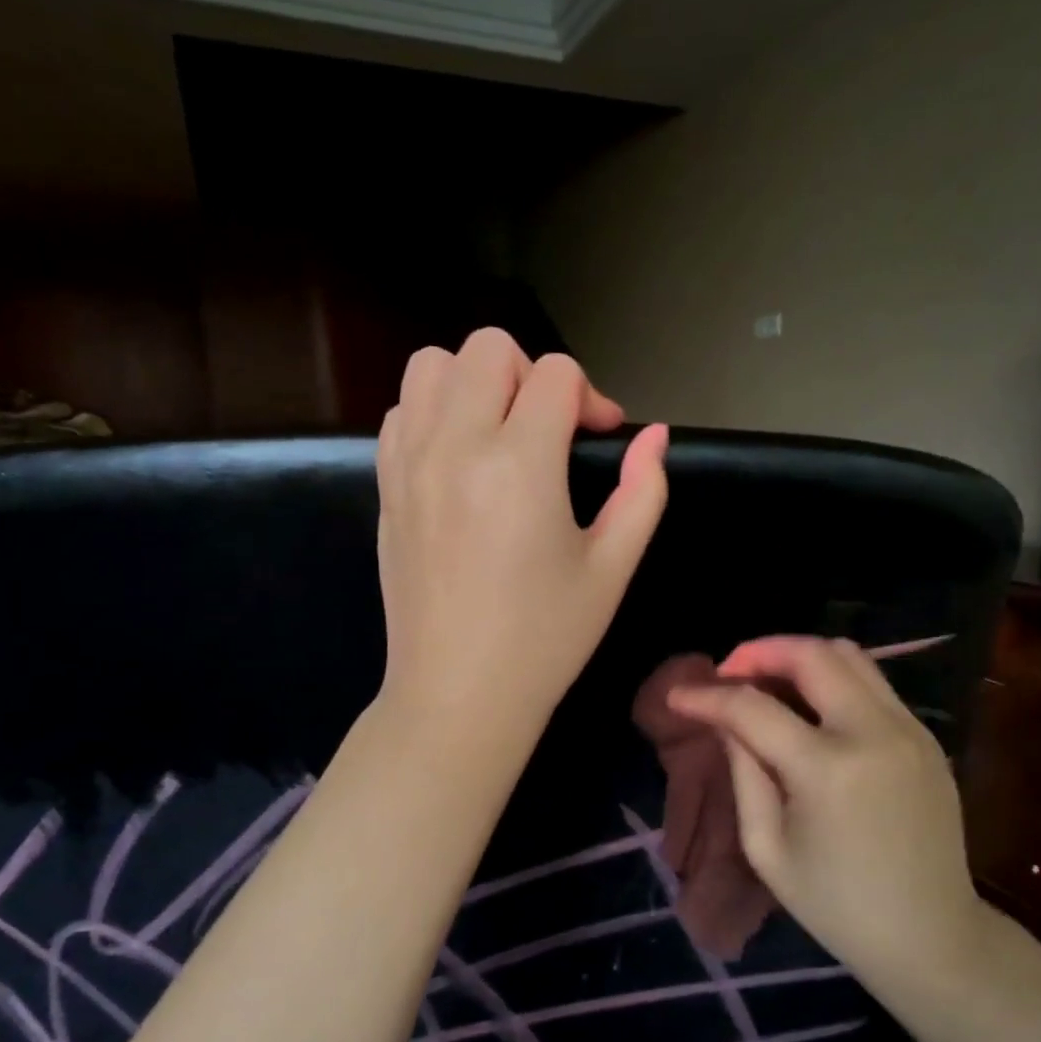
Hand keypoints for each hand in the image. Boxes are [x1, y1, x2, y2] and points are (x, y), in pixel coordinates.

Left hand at [376, 327, 668, 742]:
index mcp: (520, 465)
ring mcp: (410, 463)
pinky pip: (401, 412)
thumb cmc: (545, 639)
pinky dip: (433, 412)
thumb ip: (642, 492)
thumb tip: (655, 436)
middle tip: (550, 431)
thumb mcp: (611, 569)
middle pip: (490, 347)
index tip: (601, 438)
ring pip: (433, 366)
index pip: (557, 373)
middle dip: (533, 374)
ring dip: (475, 382)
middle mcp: (455, 446)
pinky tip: (460, 459)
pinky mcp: (385, 487)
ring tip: (500, 433)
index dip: (591, 396)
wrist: (458, 693)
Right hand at [666, 636, 987, 988]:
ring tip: (766, 680)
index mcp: (828, 770)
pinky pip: (873, 682)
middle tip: (728, 673)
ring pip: (849, 655)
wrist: (933, 938)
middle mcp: (874, 733)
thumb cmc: (837, 906)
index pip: (753, 707)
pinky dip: (832, 677)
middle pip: (811, 654)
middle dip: (758, 651)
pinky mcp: (926, 736)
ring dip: (798, 656)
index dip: (708, 696)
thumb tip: (725, 721)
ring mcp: (909, 729)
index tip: (677, 696)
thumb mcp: (767, 849)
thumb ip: (743, 773)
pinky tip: (809, 705)